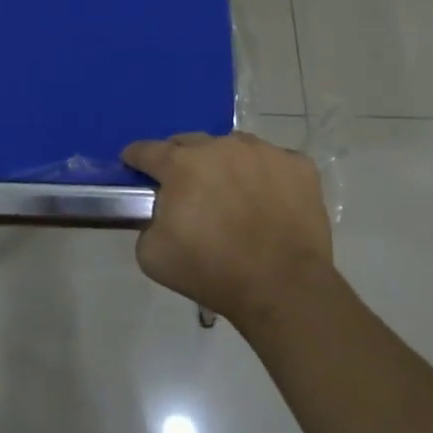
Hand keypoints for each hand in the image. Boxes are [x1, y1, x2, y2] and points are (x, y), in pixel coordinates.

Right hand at [123, 131, 332, 328]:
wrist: (283, 288)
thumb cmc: (213, 271)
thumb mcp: (153, 256)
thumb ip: (146, 224)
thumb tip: (159, 214)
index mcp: (181, 163)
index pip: (147, 150)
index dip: (136, 158)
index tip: (134, 166)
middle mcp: (220, 146)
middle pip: (190, 144)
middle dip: (182, 161)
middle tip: (187, 189)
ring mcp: (262, 151)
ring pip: (233, 148)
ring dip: (226, 165)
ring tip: (233, 195)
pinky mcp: (298, 165)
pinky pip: (273, 162)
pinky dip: (267, 176)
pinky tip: (269, 201)